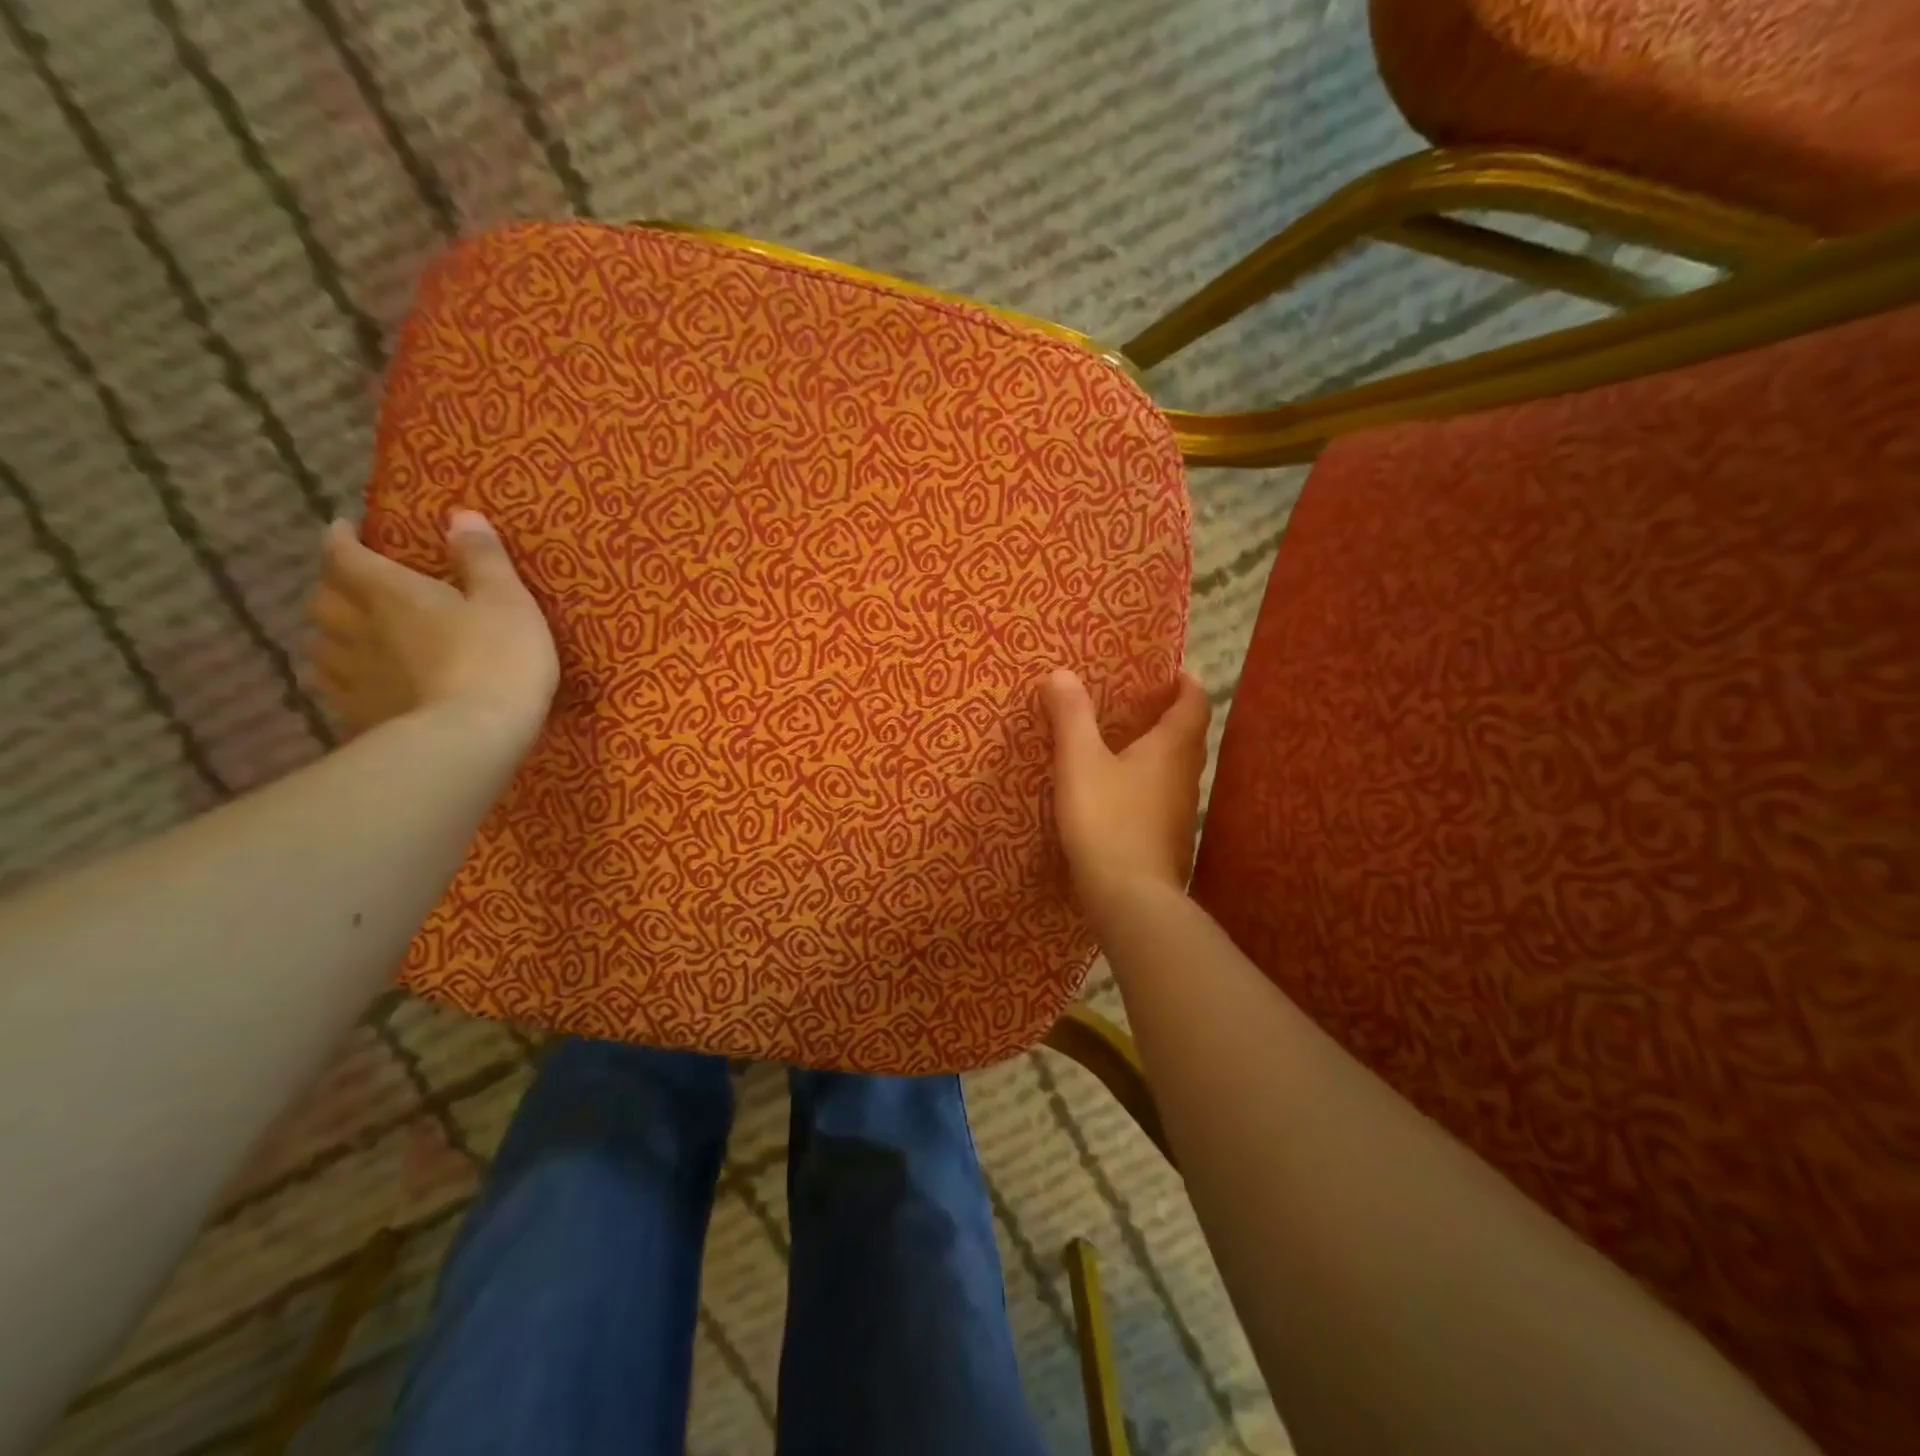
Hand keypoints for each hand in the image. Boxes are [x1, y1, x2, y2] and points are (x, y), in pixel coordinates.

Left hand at [307, 511, 558, 751]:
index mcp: (390, 593)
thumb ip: (483, 559)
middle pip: (325, 599)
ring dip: (334, 633)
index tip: (347, 529)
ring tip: (355, 635)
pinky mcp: (359, 715)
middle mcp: (357, 628)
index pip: (346, 555)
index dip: (343, 538)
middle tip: (356, 585)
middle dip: (335, 586)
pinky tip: (363, 684)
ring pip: (322, 645)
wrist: (473, 737)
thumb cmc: (497, 660)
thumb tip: (460, 515)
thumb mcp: (508, 601)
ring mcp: (353, 676)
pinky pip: (337, 688)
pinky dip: (344, 677)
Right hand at [1039, 667, 1210, 930]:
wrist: (1130, 900)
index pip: (1194, 702)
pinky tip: (1118, 794)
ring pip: (1176, 769)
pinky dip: (1147, 785)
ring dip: (1157, 752)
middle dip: (1168, 714)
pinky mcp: (1169, 841)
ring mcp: (1181, 812)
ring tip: (1122, 743)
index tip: (1168, 669)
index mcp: (1172, 748)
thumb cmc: (1107, 821)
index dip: (1185, 681)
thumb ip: (1071, 716)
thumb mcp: (1080, 763)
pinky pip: (1162, 798)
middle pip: (1188, 735)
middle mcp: (1186, 776)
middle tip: (1136, 702)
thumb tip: (1061, 672)